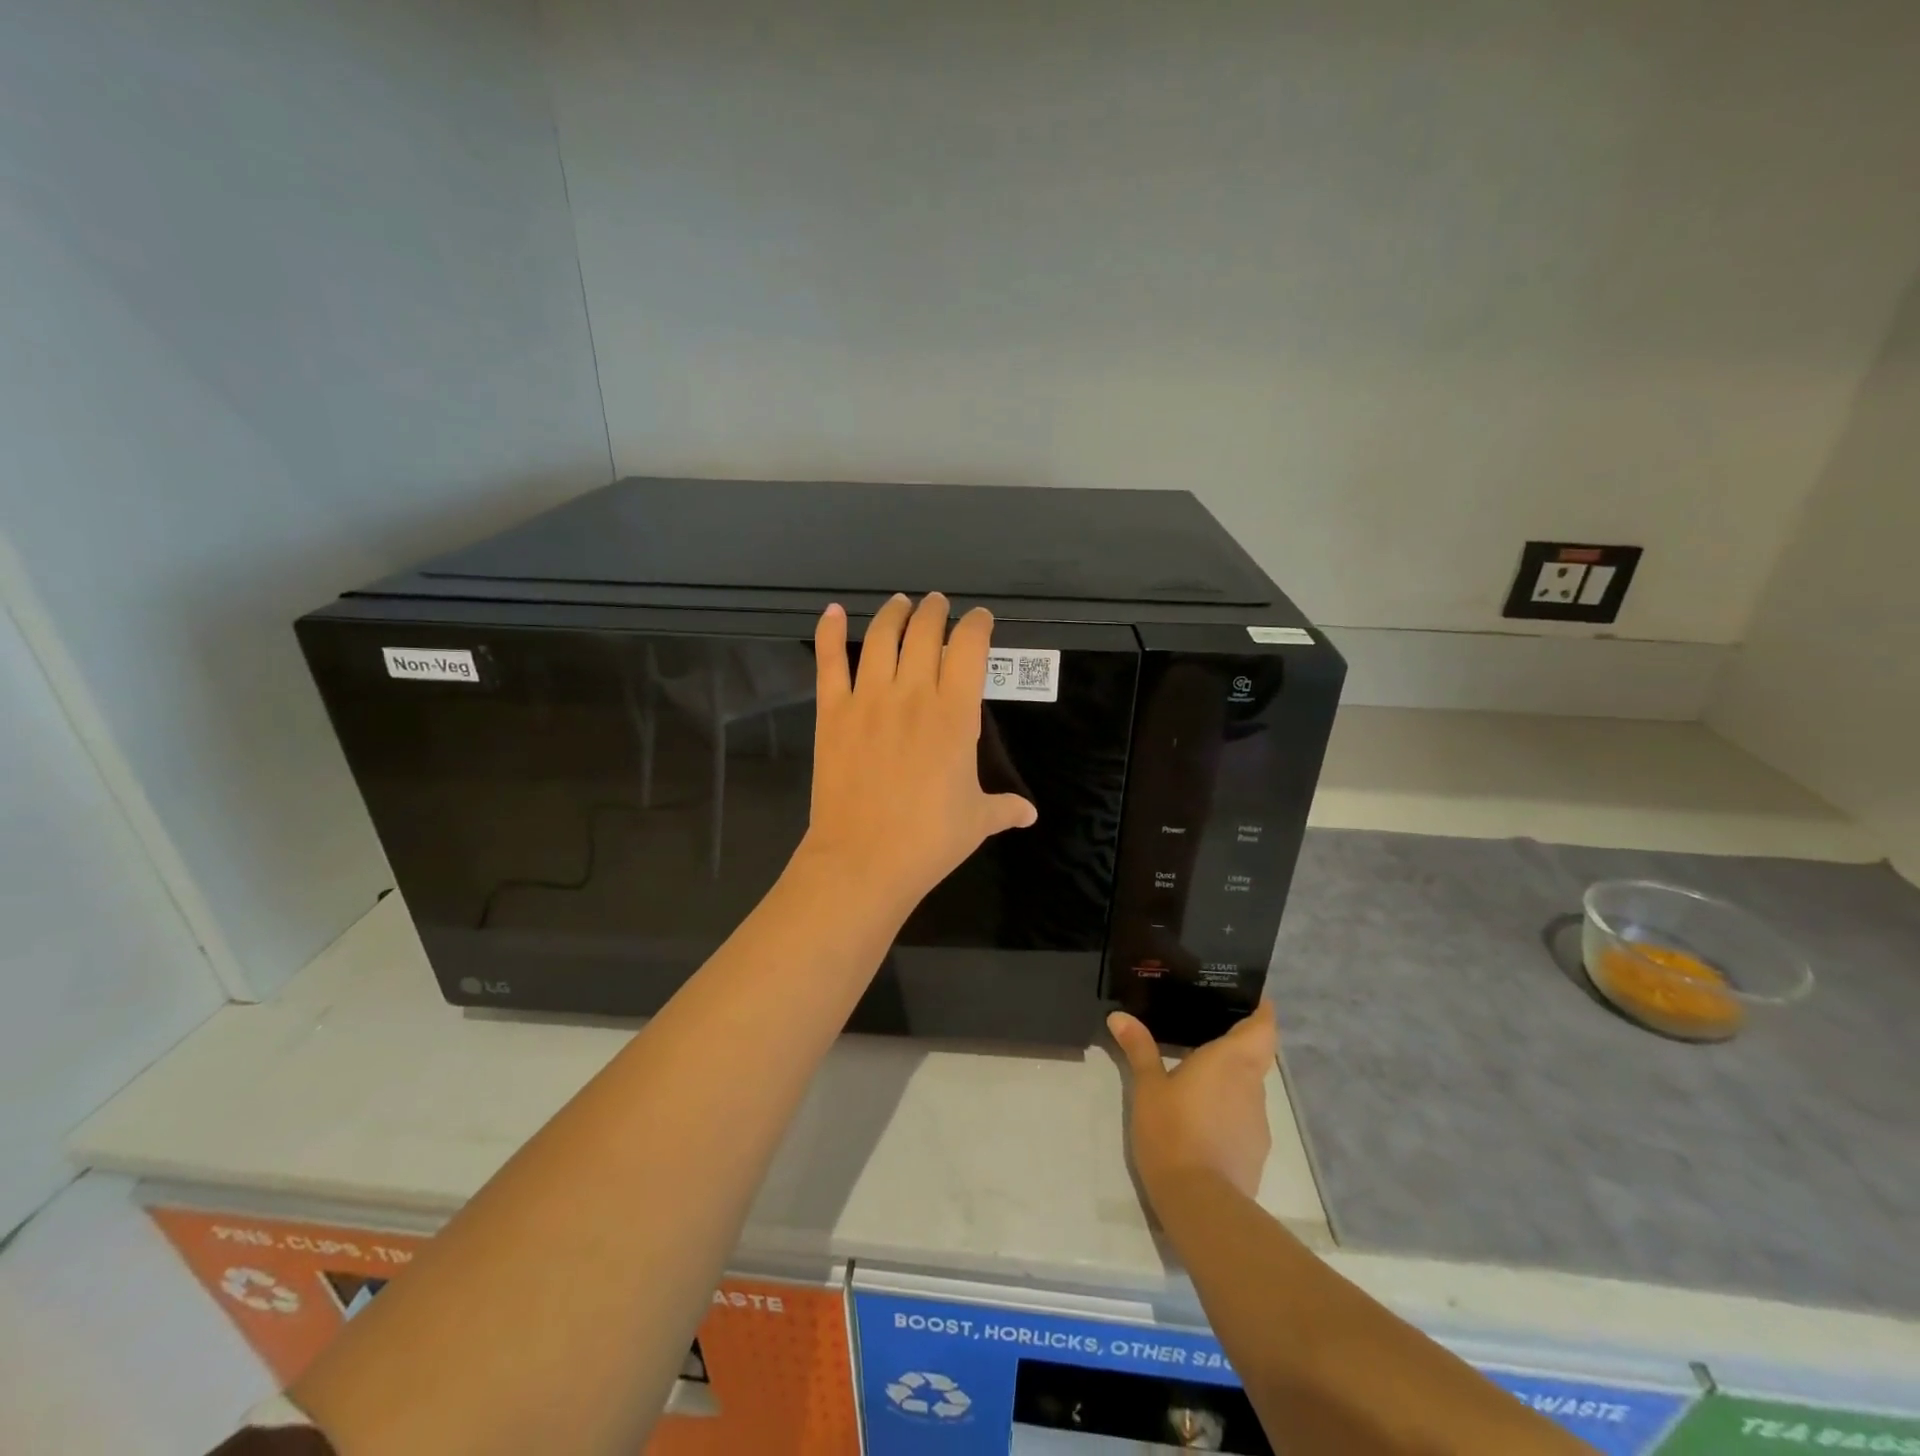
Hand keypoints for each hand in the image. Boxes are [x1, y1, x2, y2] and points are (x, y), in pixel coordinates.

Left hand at [799, 593, 1036, 914]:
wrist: (864, 859)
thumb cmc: (929, 840)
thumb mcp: (977, 821)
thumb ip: (1004, 807)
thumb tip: (1029, 813)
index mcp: (955, 714)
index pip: (970, 648)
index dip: (977, 625)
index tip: (979, 620)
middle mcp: (913, 694)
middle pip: (925, 632)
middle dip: (935, 612)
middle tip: (937, 605)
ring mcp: (868, 699)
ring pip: (881, 637)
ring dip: (894, 613)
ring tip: (900, 603)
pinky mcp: (832, 713)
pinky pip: (830, 663)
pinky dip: (830, 633)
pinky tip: (834, 612)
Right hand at [1109, 1002, 1277, 1208]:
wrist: (1200, 1203)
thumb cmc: (1173, 1130)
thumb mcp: (1147, 1087)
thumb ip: (1138, 1049)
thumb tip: (1119, 1016)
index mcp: (1231, 1060)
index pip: (1263, 1026)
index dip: (1262, 1010)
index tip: (1252, 998)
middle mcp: (1252, 1085)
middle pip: (1258, 1054)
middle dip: (1241, 1042)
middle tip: (1211, 1030)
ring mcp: (1257, 1120)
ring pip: (1250, 1086)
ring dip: (1232, 1079)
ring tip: (1201, 1075)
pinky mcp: (1256, 1151)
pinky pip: (1245, 1116)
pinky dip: (1229, 1109)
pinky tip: (1203, 1118)